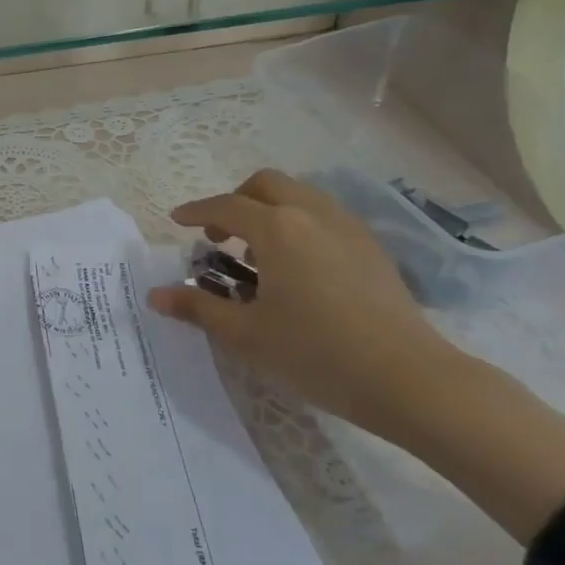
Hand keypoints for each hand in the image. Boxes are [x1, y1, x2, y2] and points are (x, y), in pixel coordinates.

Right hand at [147, 168, 457, 440]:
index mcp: (277, 229)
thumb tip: (156, 295)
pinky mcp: (372, 248)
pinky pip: (324, 216)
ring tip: (257, 253)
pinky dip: (299, 224)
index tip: (177, 222)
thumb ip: (198, 307)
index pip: (225, 206)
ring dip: (270, 210)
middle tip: (220, 236)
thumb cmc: (316, 353)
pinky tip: (297, 268)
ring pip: (300, 196)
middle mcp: (313, 215)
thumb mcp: (246, 334)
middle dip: (236, 200)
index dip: (196, 211)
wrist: (409, 379)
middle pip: (266, 184)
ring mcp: (348, 228)